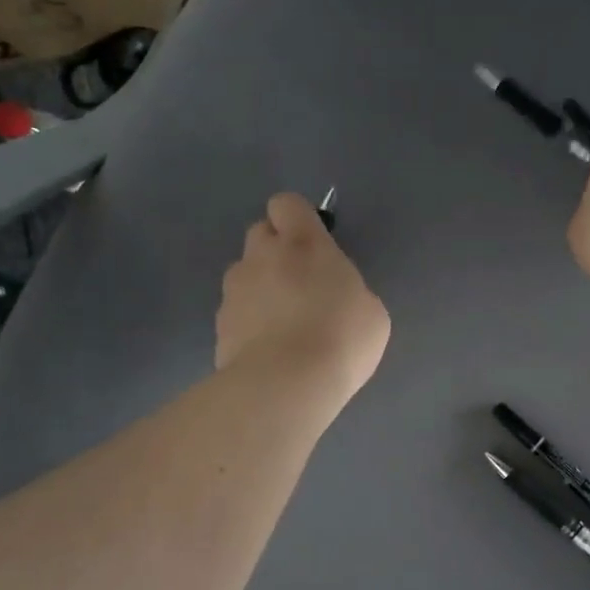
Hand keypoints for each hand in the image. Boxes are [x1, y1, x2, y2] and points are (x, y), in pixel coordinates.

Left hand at [216, 194, 389, 398]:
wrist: (286, 384)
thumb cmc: (341, 338)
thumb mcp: (370, 311)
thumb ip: (348, 290)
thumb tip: (334, 296)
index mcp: (304, 244)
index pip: (287, 204)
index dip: (297, 219)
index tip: (312, 243)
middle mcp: (262, 257)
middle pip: (260, 233)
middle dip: (276, 250)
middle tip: (300, 284)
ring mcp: (234, 291)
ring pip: (244, 274)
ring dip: (260, 288)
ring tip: (283, 326)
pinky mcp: (219, 326)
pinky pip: (236, 313)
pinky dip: (249, 324)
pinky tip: (269, 352)